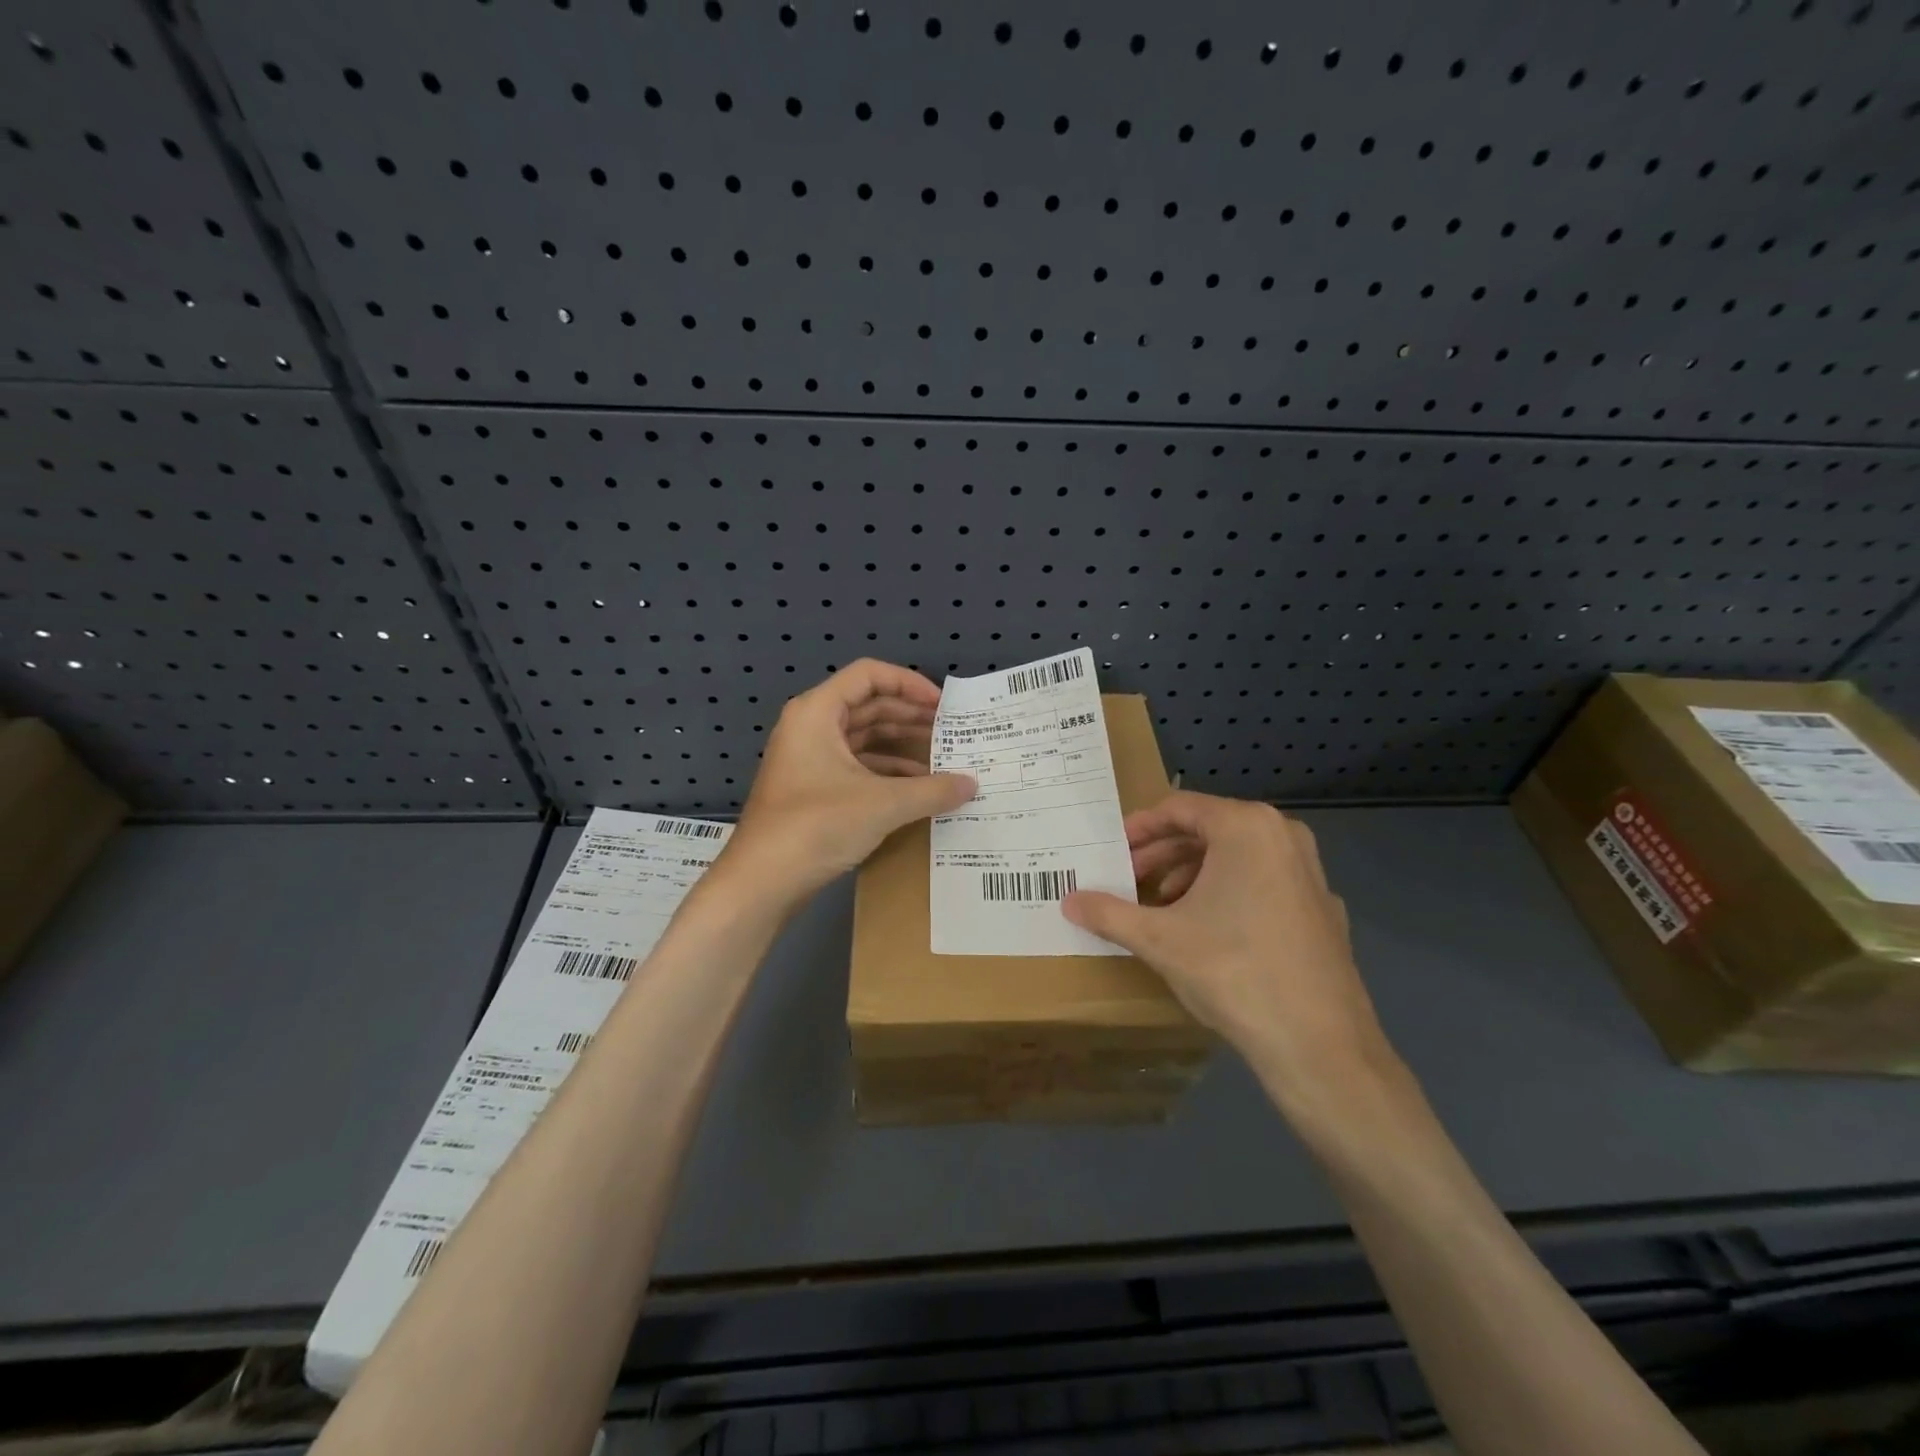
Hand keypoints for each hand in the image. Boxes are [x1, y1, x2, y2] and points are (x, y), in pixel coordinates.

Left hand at [721, 659, 975, 902]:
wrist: (761, 882)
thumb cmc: (816, 826)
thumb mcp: (882, 804)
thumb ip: (932, 790)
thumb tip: (972, 785)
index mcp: (817, 712)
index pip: (868, 675)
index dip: (909, 683)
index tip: (942, 705)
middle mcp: (810, 727)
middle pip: (868, 705)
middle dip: (911, 716)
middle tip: (951, 731)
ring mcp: (808, 760)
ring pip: (863, 738)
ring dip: (901, 746)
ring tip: (943, 759)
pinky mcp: (812, 790)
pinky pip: (856, 767)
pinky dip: (886, 772)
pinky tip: (917, 789)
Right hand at [1061, 792, 1397, 1111]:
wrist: (1319, 1045)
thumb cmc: (1232, 971)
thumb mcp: (1158, 939)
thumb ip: (1108, 913)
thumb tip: (1067, 901)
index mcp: (1246, 827)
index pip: (1179, 808)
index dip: (1139, 829)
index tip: (1113, 852)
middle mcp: (1284, 836)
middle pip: (1209, 830)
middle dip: (1163, 855)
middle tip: (1130, 882)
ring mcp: (1310, 873)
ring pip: (1237, 857)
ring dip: (1192, 875)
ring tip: (1162, 908)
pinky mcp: (1322, 910)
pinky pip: (1264, 883)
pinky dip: (1228, 894)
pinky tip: (1208, 932)